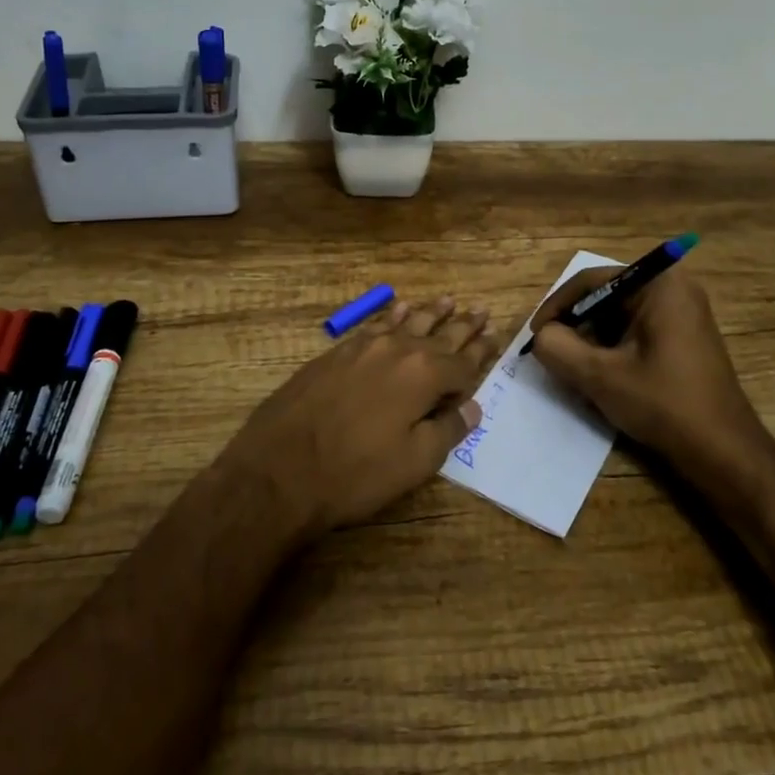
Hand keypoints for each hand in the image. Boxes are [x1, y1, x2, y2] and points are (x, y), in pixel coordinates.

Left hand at [222, 297, 498, 537]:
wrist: (279, 469)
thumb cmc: (355, 473)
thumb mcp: (414, 462)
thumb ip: (448, 429)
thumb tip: (473, 407)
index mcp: (423, 375)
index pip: (463, 363)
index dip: (481, 353)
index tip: (495, 337)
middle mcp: (397, 351)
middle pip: (438, 335)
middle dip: (462, 326)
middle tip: (480, 311)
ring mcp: (363, 347)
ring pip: (406, 323)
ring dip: (430, 313)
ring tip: (448, 301)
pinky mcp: (336, 352)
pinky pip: (373, 324)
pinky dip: (390, 315)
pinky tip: (399, 308)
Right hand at [528, 265, 768, 469]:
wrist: (724, 452)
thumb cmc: (664, 404)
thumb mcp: (600, 376)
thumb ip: (559, 348)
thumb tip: (541, 337)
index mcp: (659, 284)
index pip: (591, 281)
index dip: (557, 307)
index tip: (536, 336)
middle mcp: (673, 288)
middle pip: (605, 297)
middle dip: (575, 326)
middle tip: (552, 355)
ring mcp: (682, 314)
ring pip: (617, 318)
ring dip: (591, 341)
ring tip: (573, 371)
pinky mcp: (683, 339)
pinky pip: (634, 333)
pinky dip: (612, 351)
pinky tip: (601, 379)